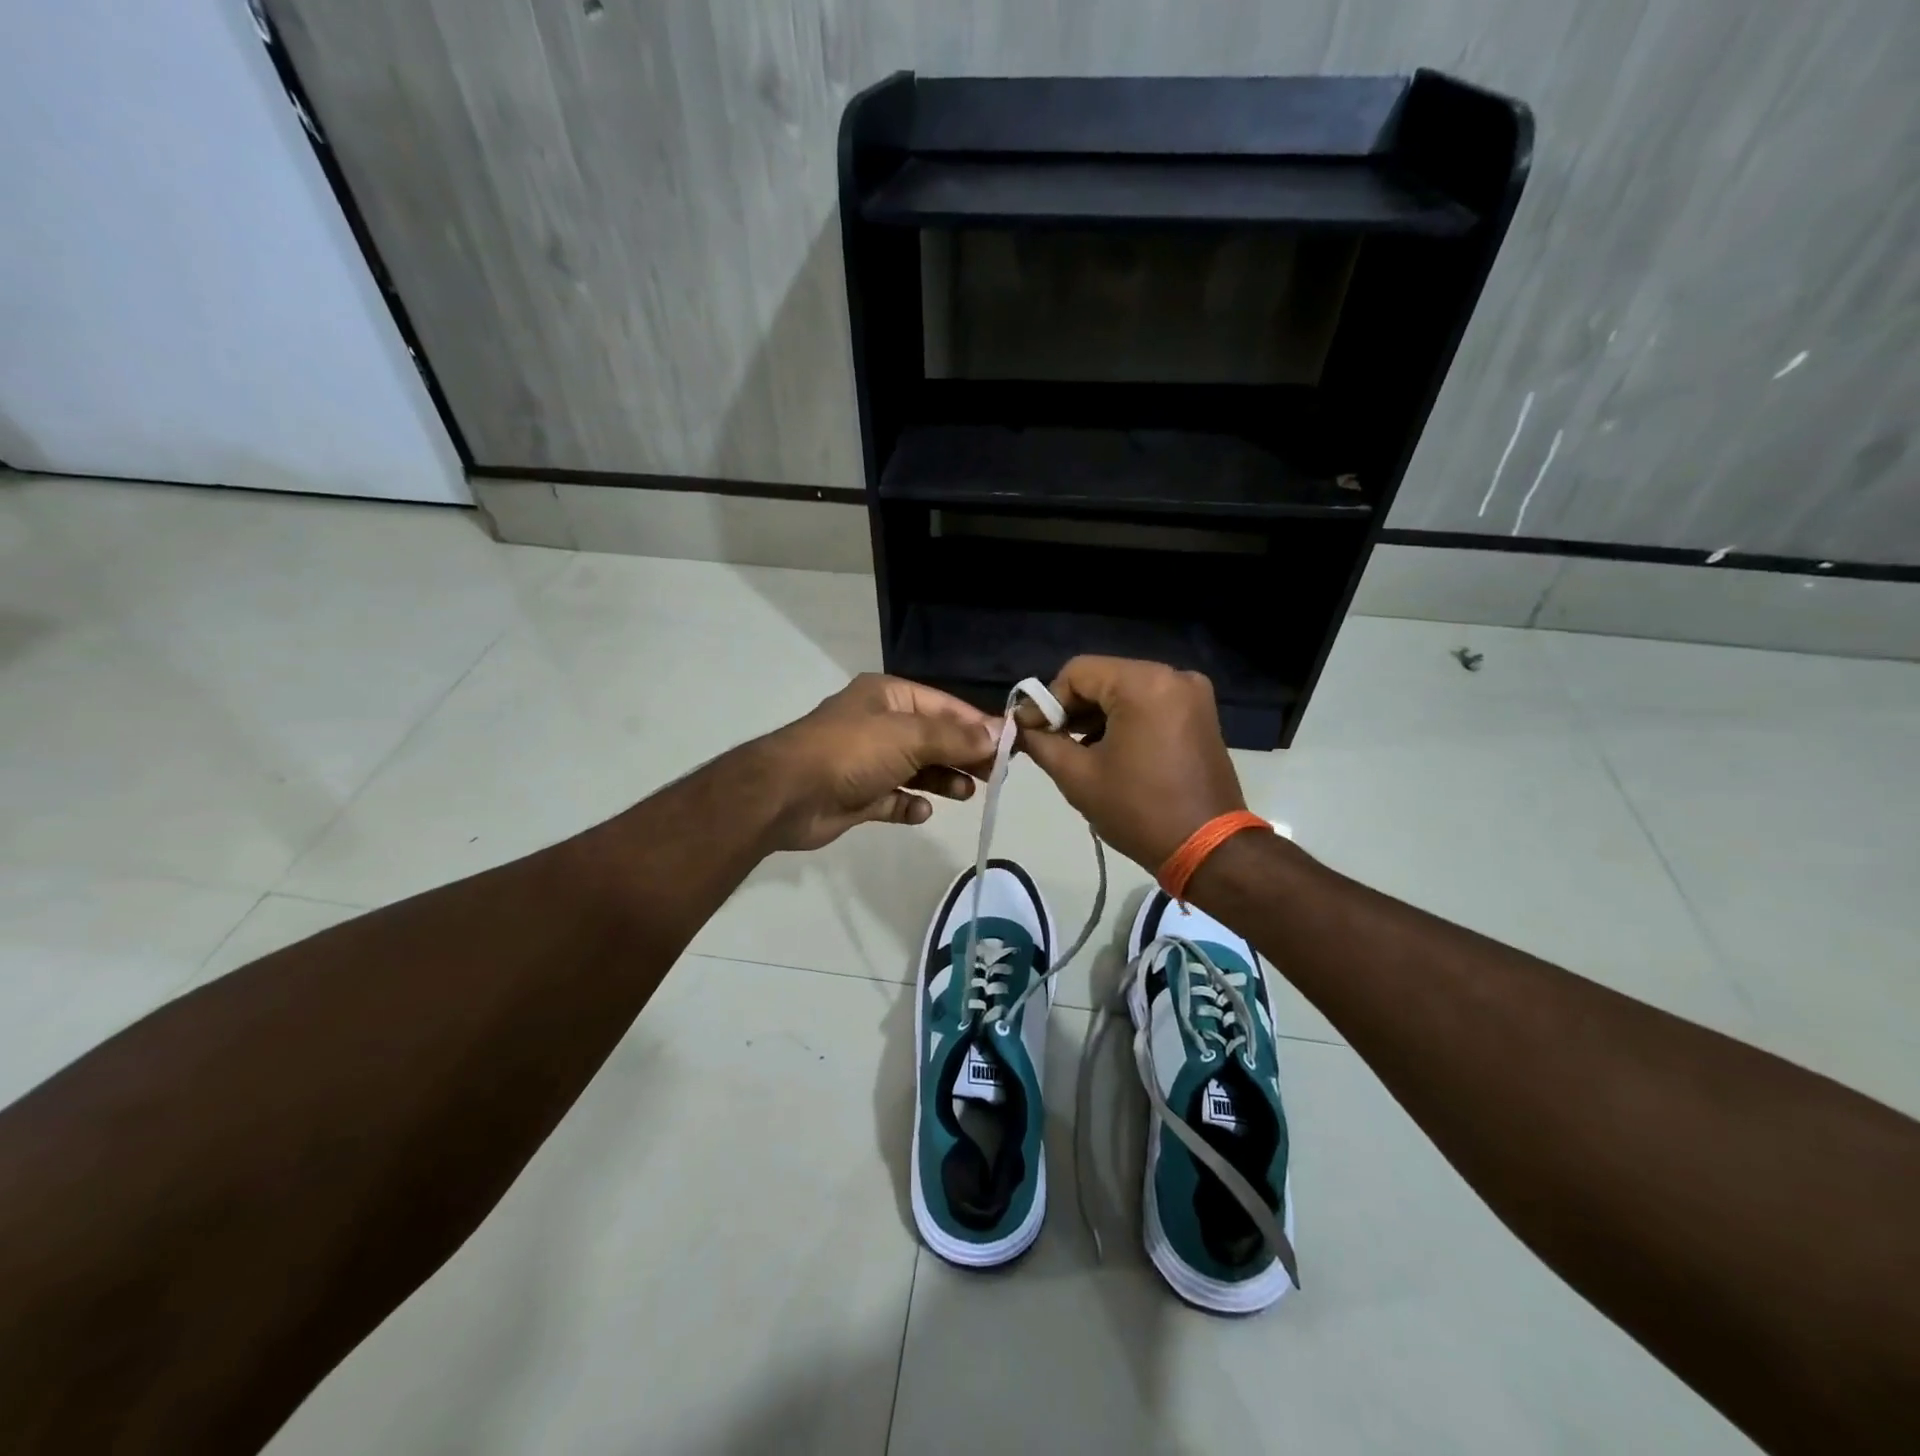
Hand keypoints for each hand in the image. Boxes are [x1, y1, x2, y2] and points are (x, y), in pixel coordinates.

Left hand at [757, 674, 999, 851]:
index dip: (977, 725)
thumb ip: (956, 738)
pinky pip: (895, 799)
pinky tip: (921, 811)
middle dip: (963, 755)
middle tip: (995, 776)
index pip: (945, 706)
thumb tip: (998, 735)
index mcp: (888, 698)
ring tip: (965, 794)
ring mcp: (867, 762)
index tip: (1009, 746)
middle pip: (934, 738)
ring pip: (918, 770)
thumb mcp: (910, 737)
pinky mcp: (859, 796)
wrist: (787, 796)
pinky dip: (911, 805)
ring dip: (943, 781)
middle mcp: (879, 725)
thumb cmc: (852, 753)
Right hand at [1018, 656, 1246, 870]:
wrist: (1207, 848)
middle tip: (1047, 741)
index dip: (1046, 701)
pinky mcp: (1199, 714)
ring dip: (1096, 715)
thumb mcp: (1078, 776)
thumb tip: (1019, 727)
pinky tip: (1106, 750)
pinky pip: (1148, 703)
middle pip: (1102, 678)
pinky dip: (1123, 720)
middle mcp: (1172, 676)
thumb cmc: (1138, 810)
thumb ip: (1042, 742)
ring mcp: (1191, 694)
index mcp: (1143, 683)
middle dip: (1070, 708)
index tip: (1028, 732)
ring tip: (1074, 750)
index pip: (1077, 672)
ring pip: (1125, 690)